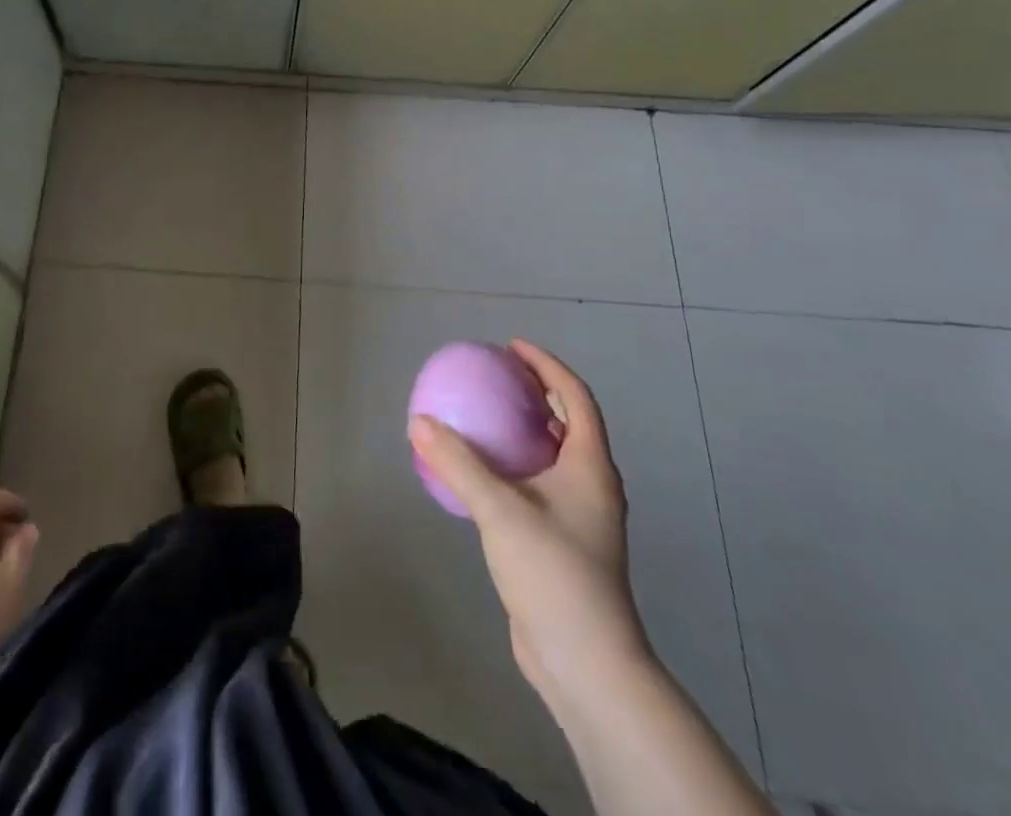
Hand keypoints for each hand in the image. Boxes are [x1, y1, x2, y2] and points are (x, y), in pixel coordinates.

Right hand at [409, 342, 649, 718]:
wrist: (585, 662)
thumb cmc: (553, 573)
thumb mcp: (500, 510)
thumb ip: (458, 463)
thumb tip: (419, 421)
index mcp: (590, 466)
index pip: (576, 398)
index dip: (547, 366)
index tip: (512, 347)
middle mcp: (591, 485)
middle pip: (569, 422)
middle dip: (536, 393)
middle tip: (497, 376)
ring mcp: (580, 517)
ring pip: (553, 456)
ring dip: (524, 430)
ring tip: (485, 416)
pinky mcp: (562, 543)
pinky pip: (537, 485)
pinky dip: (513, 466)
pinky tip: (481, 474)